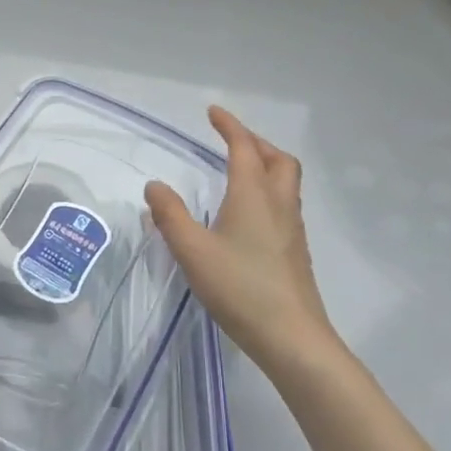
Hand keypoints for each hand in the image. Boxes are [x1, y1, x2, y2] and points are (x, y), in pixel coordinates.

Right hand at [146, 106, 337, 375]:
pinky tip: (248, 216)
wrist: (293, 338)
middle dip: (255, 143)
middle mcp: (278, 204)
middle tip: (231, 142)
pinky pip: (285, 205)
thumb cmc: (240, 288)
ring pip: (285, 182)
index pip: (244, 147)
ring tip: (239, 173)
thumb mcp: (192, 250)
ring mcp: (292, 229)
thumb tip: (155, 186)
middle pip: (277, 159)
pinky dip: (268, 192)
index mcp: (253, 195)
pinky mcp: (295, 252)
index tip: (213, 112)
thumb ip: (170, 215)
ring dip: (266, 166)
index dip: (229, 126)